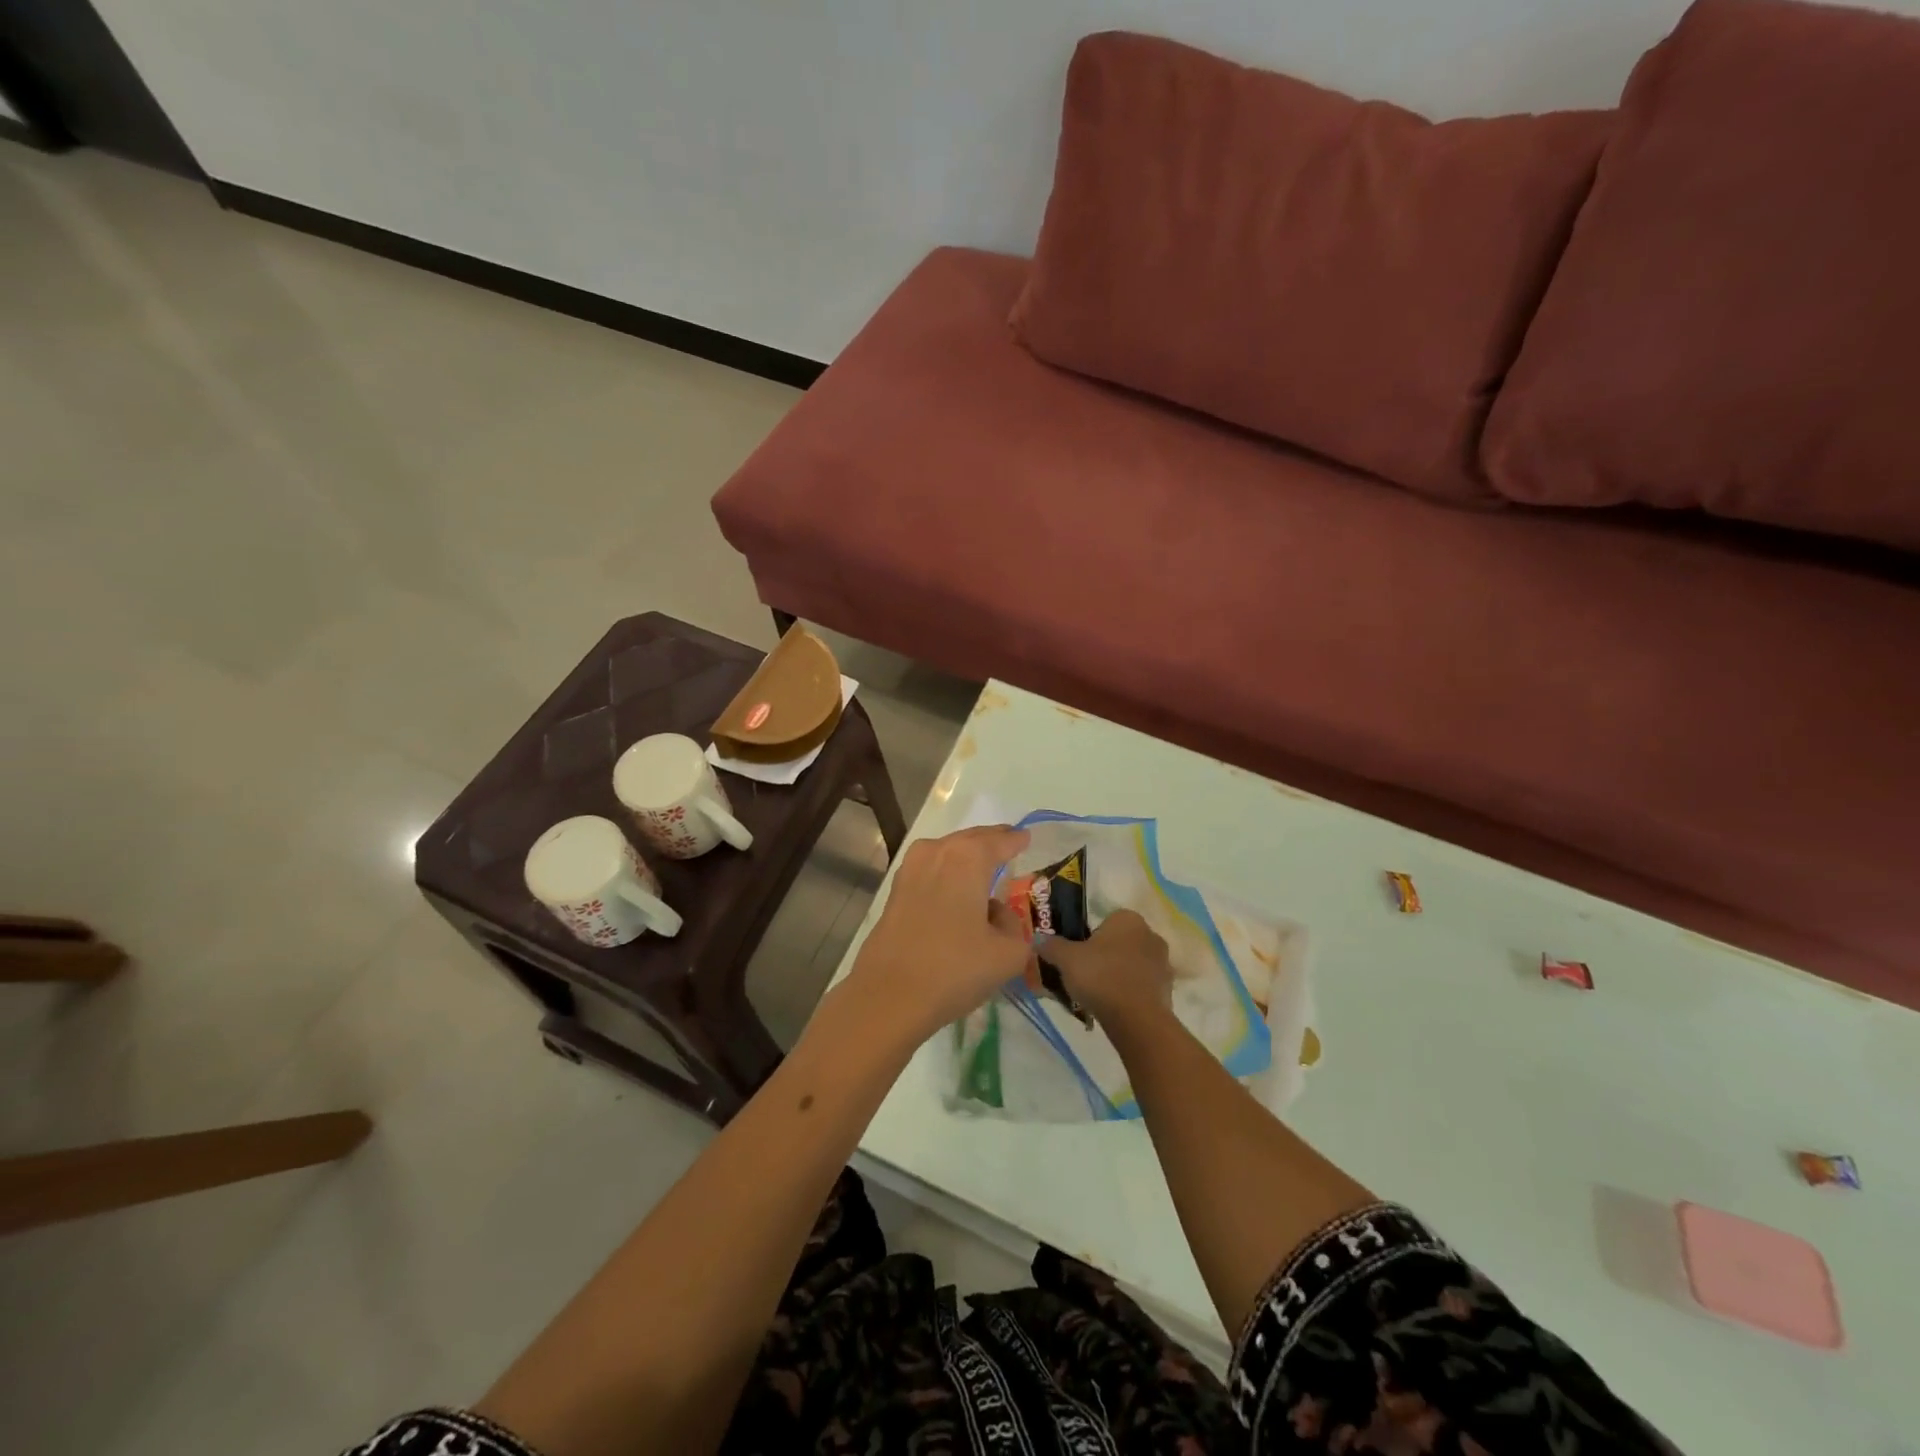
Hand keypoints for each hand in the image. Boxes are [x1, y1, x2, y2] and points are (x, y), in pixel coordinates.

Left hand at [845, 825, 1032, 1041]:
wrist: (889, 996)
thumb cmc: (954, 969)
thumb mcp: (1008, 954)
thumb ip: (1013, 925)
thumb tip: (995, 914)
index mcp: (968, 857)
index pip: (1000, 841)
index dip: (1016, 840)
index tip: (1026, 837)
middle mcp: (937, 852)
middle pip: (971, 839)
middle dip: (990, 841)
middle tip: (1008, 843)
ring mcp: (910, 869)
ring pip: (947, 852)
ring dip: (966, 856)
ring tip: (984, 866)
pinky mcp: (895, 891)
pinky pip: (930, 870)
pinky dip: (946, 872)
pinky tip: (955, 889)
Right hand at [1042, 910, 1173, 1031]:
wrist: (1136, 1018)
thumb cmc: (1101, 977)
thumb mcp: (1066, 959)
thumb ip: (1052, 946)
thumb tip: (1037, 939)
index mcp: (1128, 919)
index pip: (1107, 921)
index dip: (1091, 937)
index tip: (1079, 955)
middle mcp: (1150, 934)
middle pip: (1122, 942)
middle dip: (1107, 955)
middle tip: (1087, 973)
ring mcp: (1163, 962)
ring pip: (1134, 963)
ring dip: (1120, 974)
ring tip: (1100, 994)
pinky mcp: (1168, 989)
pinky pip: (1144, 985)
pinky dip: (1131, 992)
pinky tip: (1116, 1007)